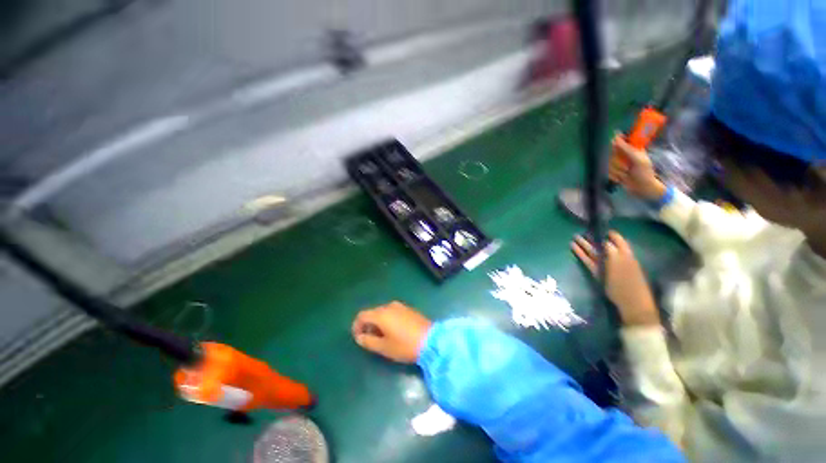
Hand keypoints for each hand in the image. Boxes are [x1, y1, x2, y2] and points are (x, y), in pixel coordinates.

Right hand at [351, 301, 432, 362]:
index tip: (358, 338)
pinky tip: (394, 331)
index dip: (357, 326)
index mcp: (381, 314)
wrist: (431, 340)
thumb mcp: (384, 347)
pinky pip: (393, 312)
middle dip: (368, 325)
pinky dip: (388, 320)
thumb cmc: (405, 345)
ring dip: (378, 323)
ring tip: (382, 337)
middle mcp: (390, 306)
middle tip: (370, 340)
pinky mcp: (409, 309)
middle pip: (373, 313)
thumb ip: (368, 341)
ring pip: (383, 312)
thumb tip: (359, 337)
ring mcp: (400, 306)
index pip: (362, 315)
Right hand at [571, 231, 660, 326]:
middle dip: (593, 238)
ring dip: (585, 245)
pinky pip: (589, 260)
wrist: (631, 303)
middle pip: (603, 246)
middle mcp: (615, 259)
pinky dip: (582, 254)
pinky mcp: (597, 273)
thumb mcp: (622, 264)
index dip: (609, 234)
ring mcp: (605, 266)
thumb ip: (613, 252)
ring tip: (574, 238)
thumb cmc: (629, 283)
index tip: (599, 227)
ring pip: (594, 253)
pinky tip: (574, 248)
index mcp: (625, 255)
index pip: (617, 241)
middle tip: (583, 231)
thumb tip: (605, 241)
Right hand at [610, 134, 666, 200]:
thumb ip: (626, 149)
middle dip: (617, 162)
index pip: (620, 139)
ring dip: (617, 170)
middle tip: (627, 167)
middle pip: (611, 153)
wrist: (642, 188)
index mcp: (633, 148)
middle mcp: (624, 154)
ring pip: (609, 163)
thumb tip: (614, 138)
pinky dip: (614, 176)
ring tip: (625, 174)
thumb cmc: (644, 173)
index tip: (616, 148)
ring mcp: (618, 162)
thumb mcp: (638, 159)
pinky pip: (607, 171)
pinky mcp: (613, 171)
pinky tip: (621, 179)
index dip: (616, 142)